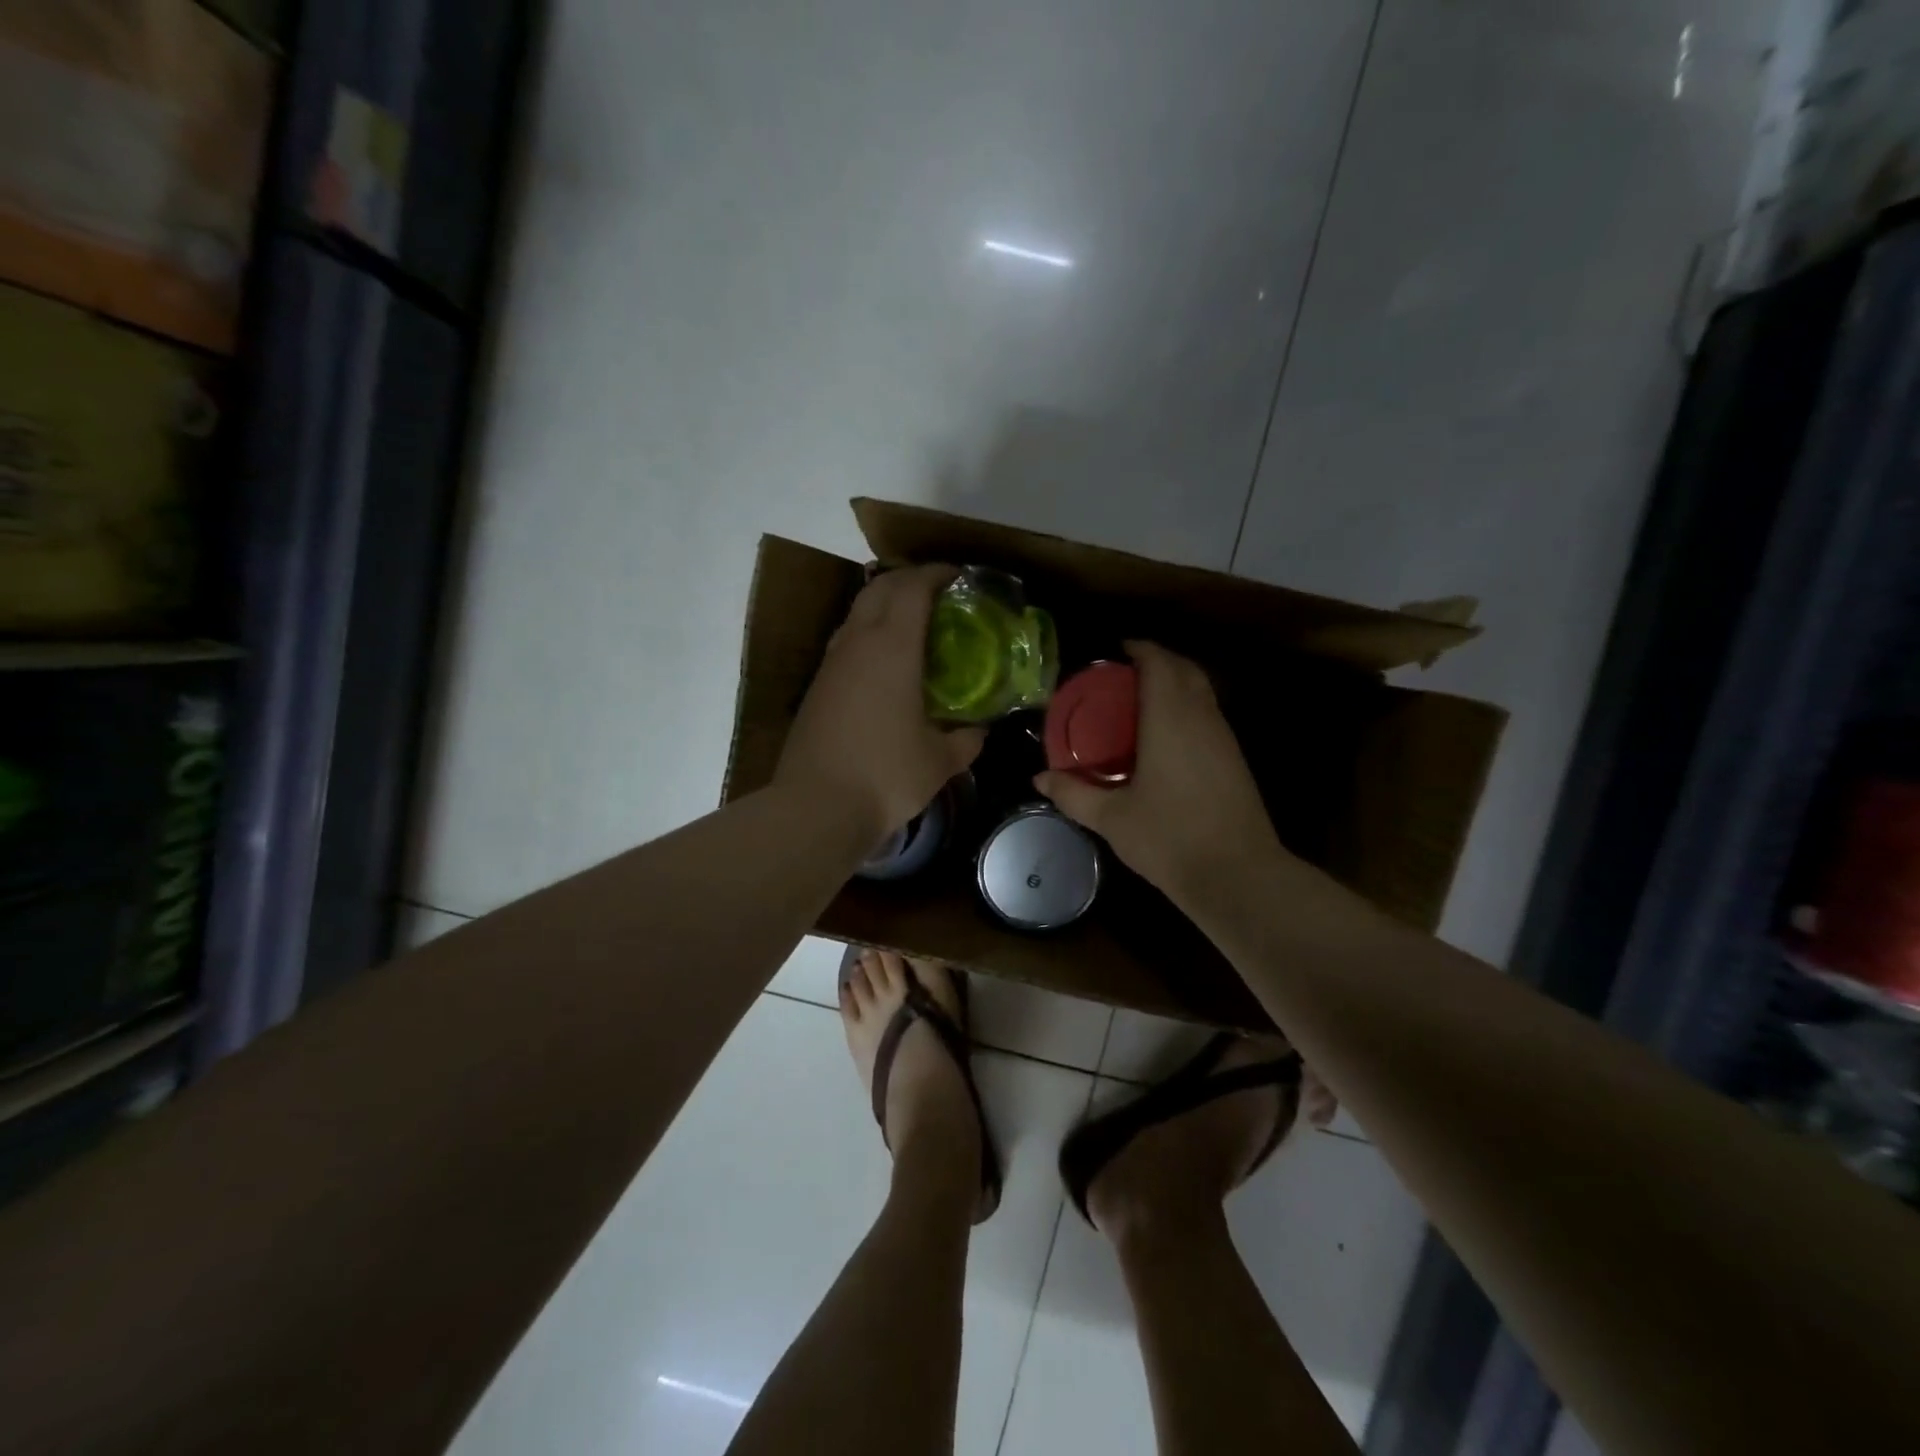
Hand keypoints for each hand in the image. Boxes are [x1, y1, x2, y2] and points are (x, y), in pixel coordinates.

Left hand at [776, 564, 985, 840]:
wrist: (816, 806)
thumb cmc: (886, 775)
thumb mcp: (939, 761)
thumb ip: (966, 740)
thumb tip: (979, 730)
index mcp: (892, 648)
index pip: (912, 588)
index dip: (936, 574)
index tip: (959, 576)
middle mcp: (857, 643)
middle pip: (880, 589)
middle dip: (909, 580)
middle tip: (938, 594)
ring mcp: (831, 663)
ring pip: (857, 613)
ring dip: (884, 605)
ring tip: (913, 623)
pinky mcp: (817, 686)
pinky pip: (846, 641)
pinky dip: (868, 634)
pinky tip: (884, 663)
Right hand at [1034, 641, 1285, 900]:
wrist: (1237, 875)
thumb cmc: (1169, 838)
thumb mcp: (1111, 818)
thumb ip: (1073, 793)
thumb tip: (1039, 778)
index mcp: (1170, 719)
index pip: (1159, 664)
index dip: (1140, 649)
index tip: (1117, 650)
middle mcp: (1201, 718)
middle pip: (1185, 669)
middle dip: (1159, 660)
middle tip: (1125, 673)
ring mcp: (1224, 738)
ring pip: (1202, 691)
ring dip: (1176, 683)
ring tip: (1141, 699)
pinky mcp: (1235, 759)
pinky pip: (1209, 714)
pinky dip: (1187, 707)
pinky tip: (1166, 735)